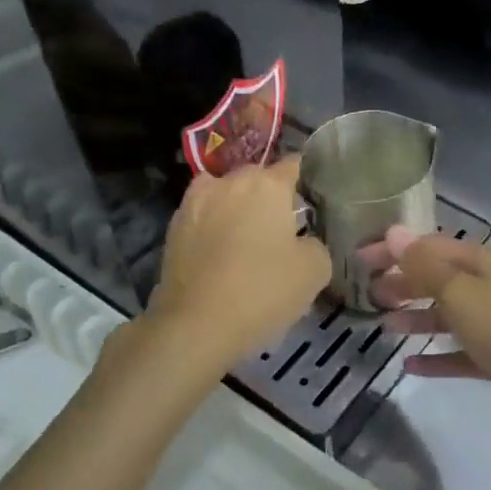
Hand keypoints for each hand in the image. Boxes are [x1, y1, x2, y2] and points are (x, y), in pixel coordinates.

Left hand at [147, 157, 330, 364]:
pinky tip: (222, 255)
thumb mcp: (315, 271)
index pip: (294, 164)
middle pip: (257, 179)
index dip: (306, 179)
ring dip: (238, 209)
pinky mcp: (173, 227)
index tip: (313, 199)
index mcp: (267, 184)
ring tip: (248, 240)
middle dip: (270, 197)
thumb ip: (316, 244)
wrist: (195, 325)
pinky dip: (214, 228)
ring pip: (226, 195)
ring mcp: (195, 202)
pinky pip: (204, 218)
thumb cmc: (262, 290)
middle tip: (283, 228)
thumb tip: (305, 241)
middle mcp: (229, 182)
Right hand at [364, 226, 490, 445]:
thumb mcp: (460, 294)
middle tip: (371, 294)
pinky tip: (410, 365)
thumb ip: (424, 265)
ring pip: (452, 314)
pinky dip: (438, 354)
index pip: (433, 246)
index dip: (397, 250)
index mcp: (489, 261)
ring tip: (386, 327)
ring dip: (419, 318)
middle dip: (406, 284)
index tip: (360, 258)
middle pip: (443, 278)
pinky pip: (462, 350)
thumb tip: (395, 231)